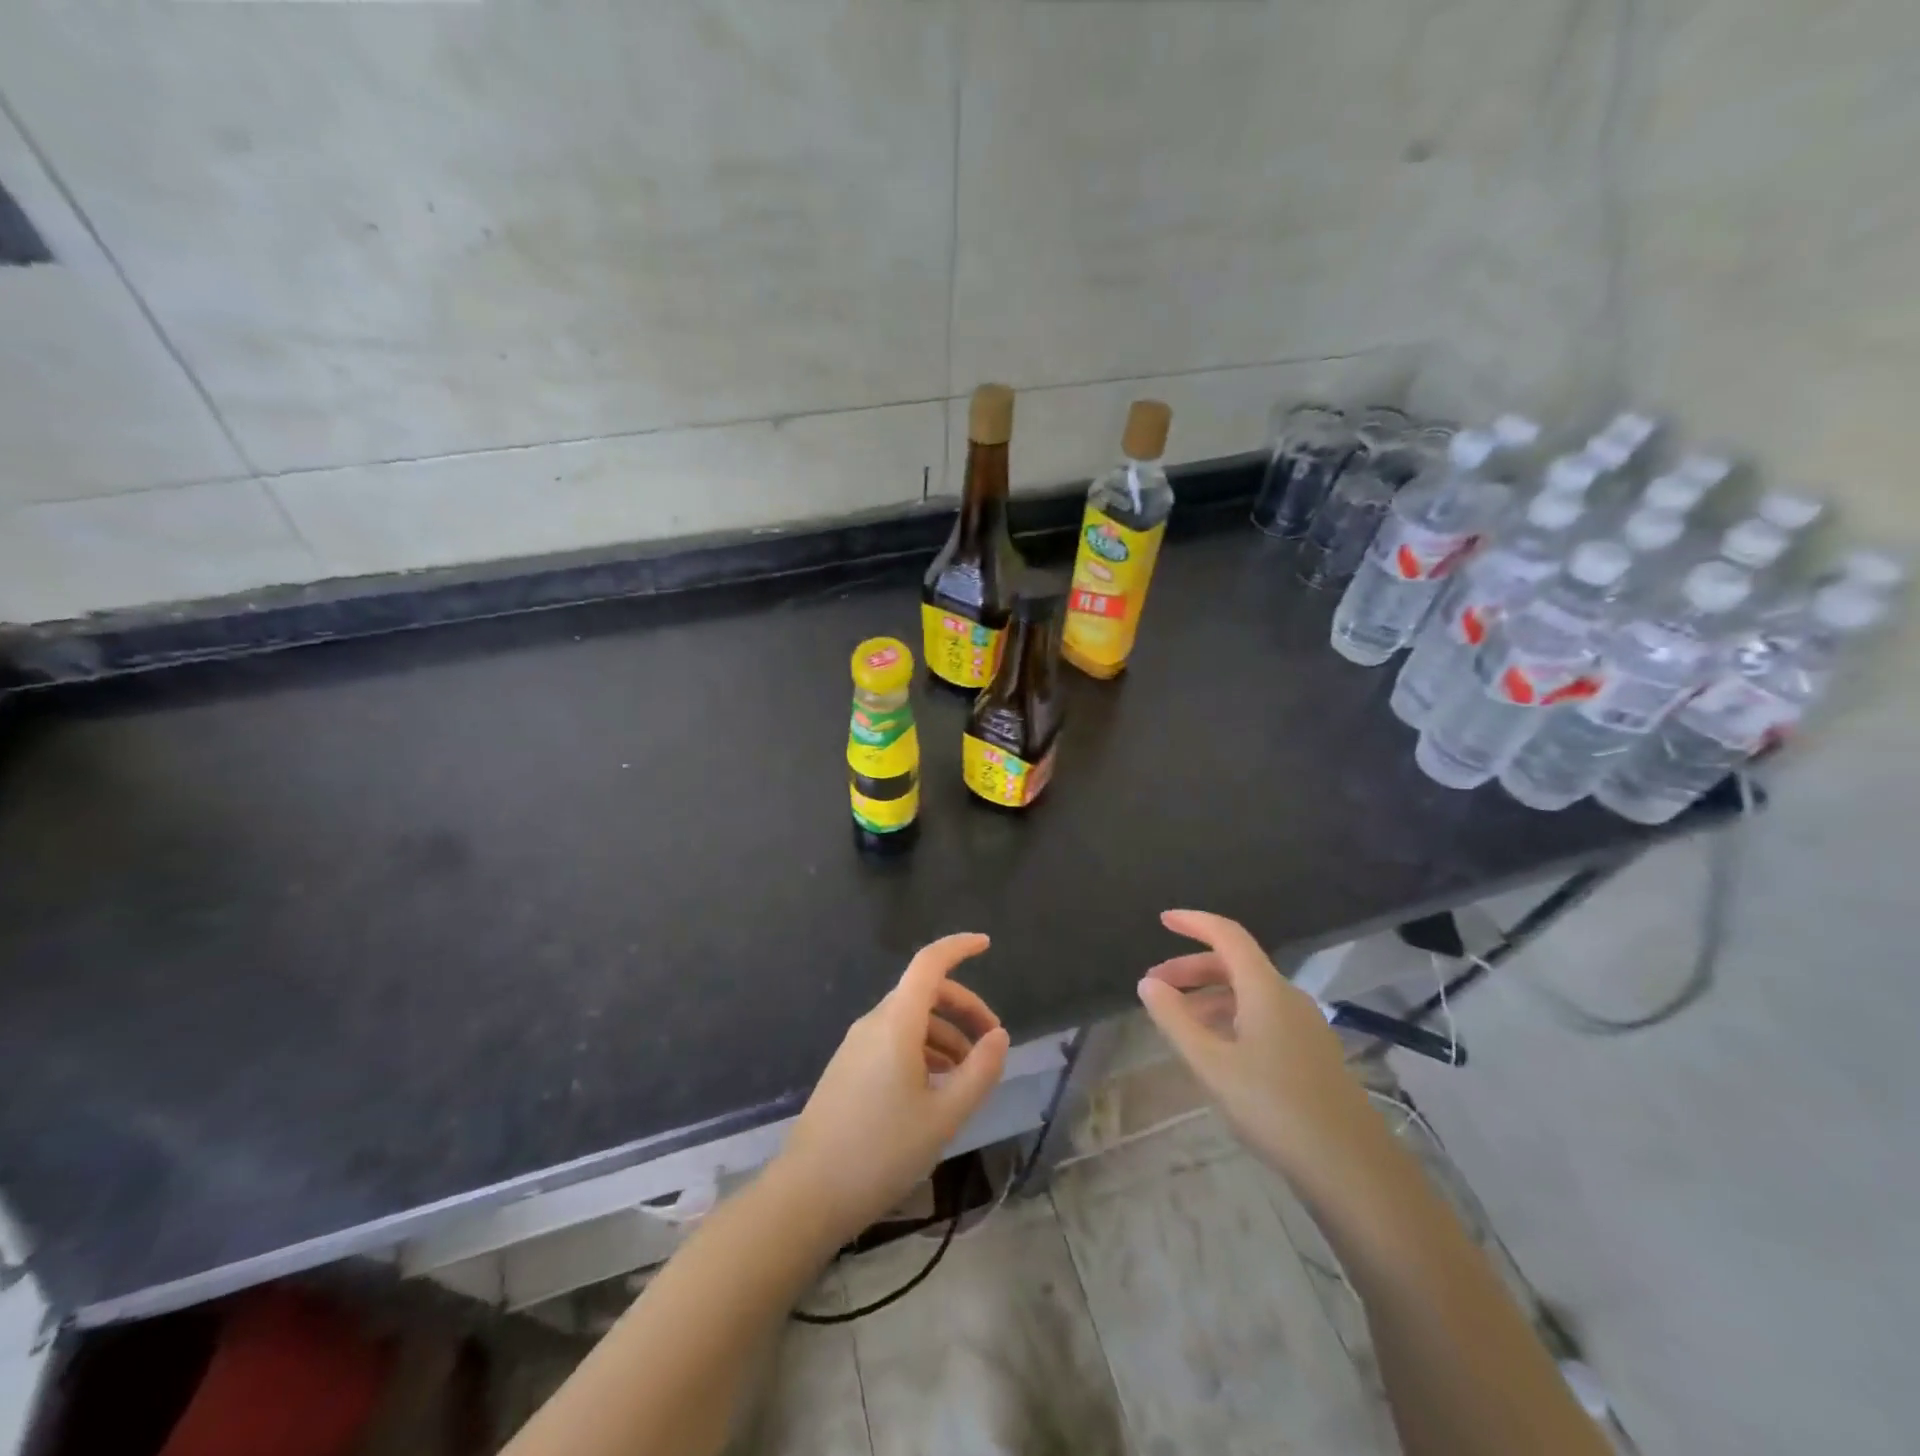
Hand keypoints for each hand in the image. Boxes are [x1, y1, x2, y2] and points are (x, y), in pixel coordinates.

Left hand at [776, 933, 1009, 1243]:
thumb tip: (999, 1037)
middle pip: (924, 992)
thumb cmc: (882, 1152)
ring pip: (910, 1020)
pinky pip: (893, 1041)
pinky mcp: (848, 1068)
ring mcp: (856, 1045)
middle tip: (992, 1041)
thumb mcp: (944, 1116)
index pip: (929, 964)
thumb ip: (979, 1072)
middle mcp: (874, 1023)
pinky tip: (936, 1089)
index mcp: (896, 1023)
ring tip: (968, 1076)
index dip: (958, 947)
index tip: (986, 944)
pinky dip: (923, 1050)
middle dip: (963, 1007)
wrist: (808, 1194)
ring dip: (945, 1034)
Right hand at [1136, 910, 1388, 1190]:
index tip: (1163, 920)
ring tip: (1178, 1021)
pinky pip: (1263, 1016)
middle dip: (1192, 968)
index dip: (1194, 922)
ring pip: (1249, 993)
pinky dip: (1231, 1017)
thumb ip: (1175, 1020)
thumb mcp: (1212, 1064)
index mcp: (1265, 989)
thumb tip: (1147, 983)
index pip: (1227, 935)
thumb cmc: (1275, 1107)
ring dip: (1209, 996)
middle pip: (1235, 964)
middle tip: (1155, 986)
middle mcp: (1287, 997)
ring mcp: (1304, 1025)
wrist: (1353, 1169)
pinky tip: (1215, 1048)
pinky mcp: (1311, 1053)